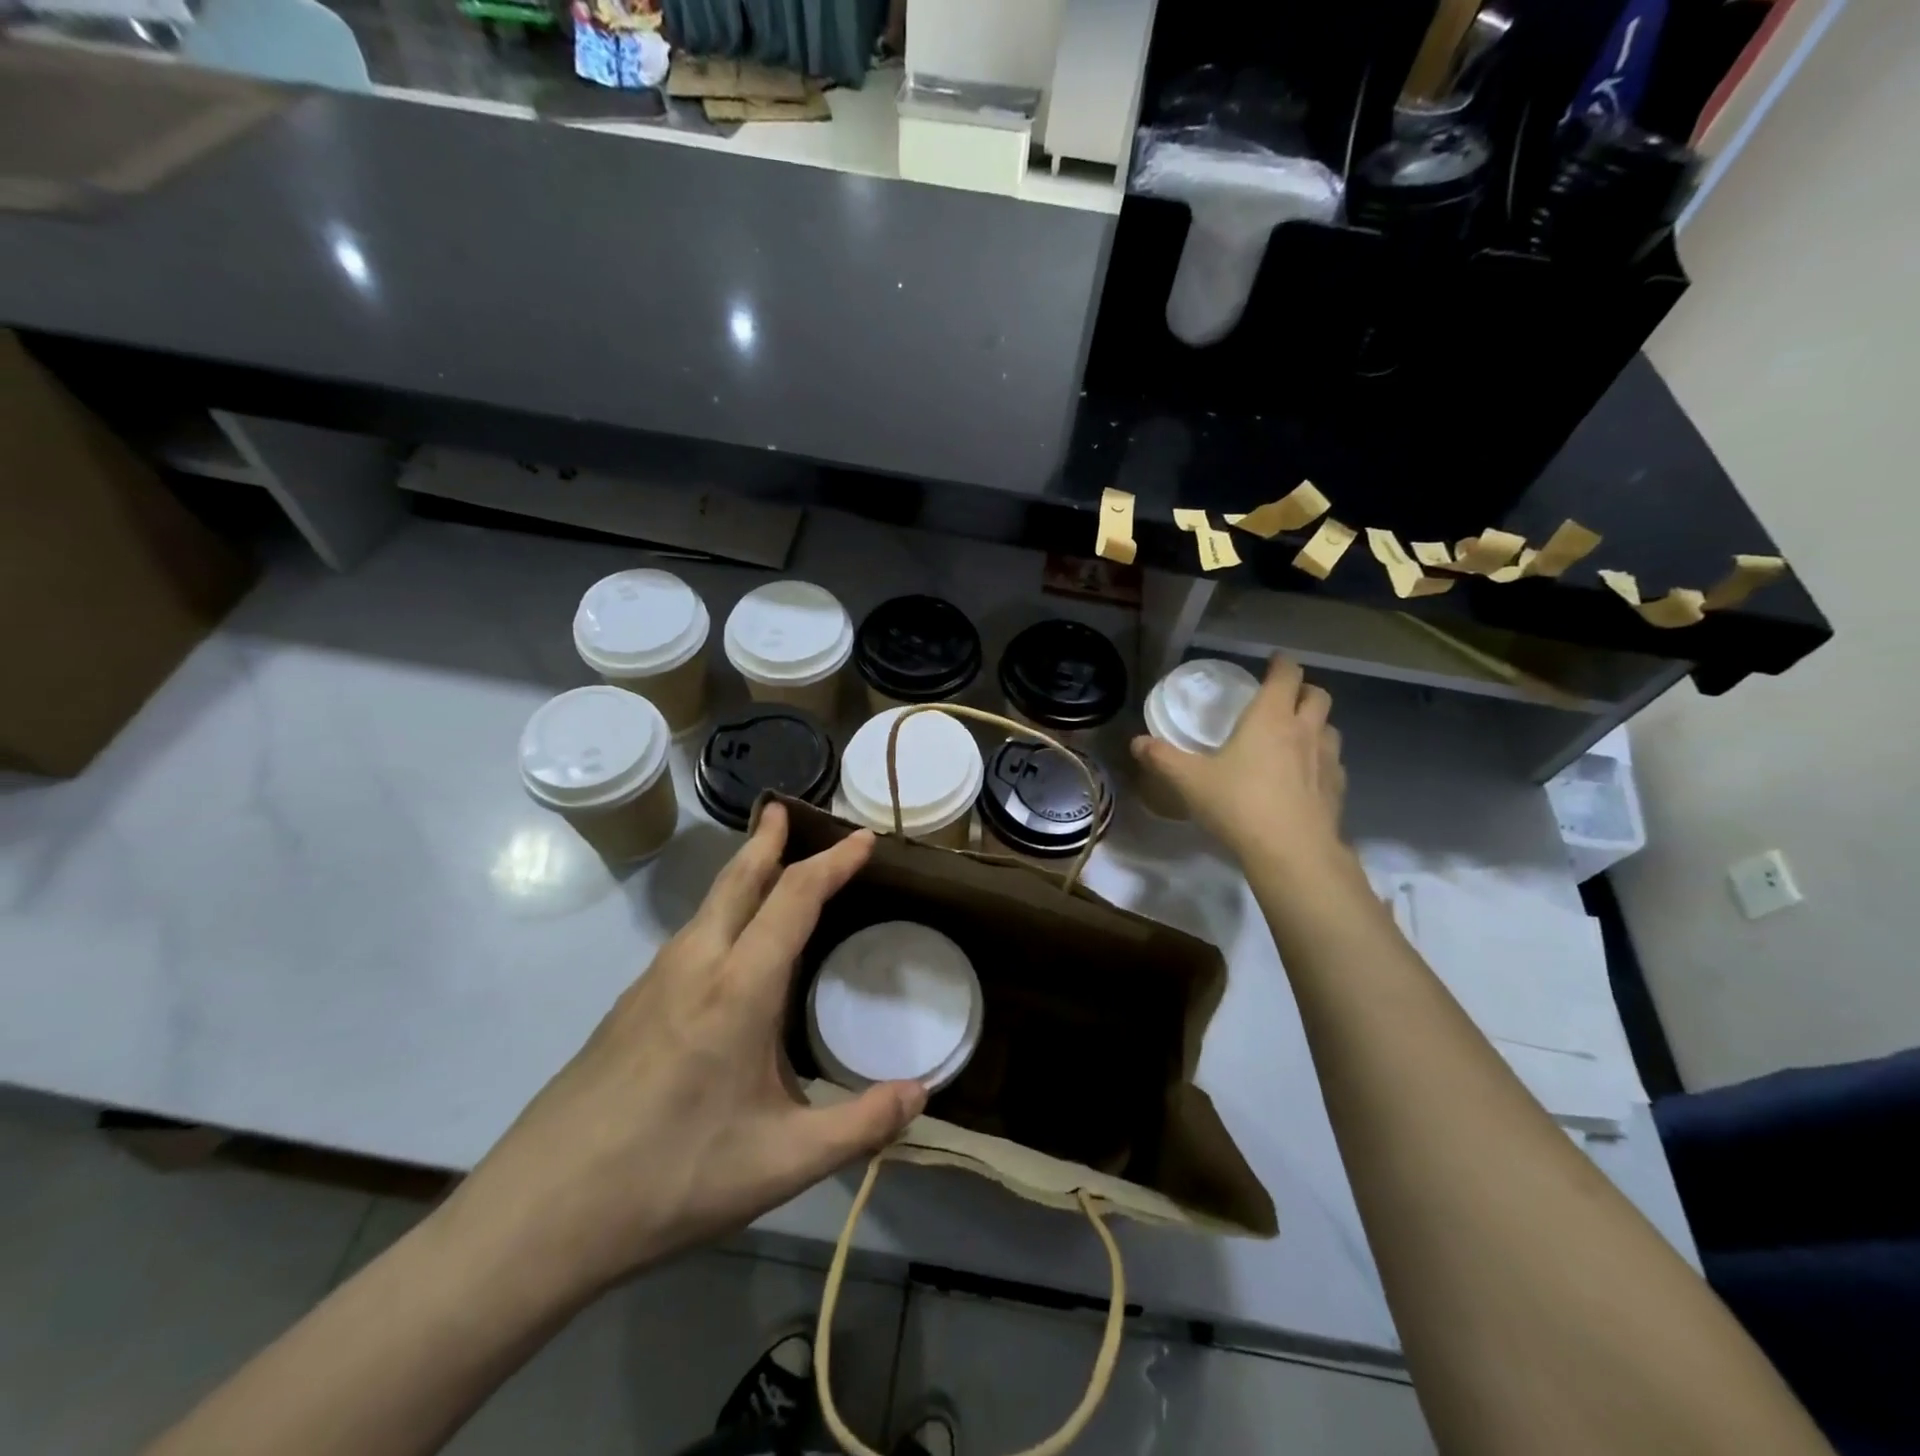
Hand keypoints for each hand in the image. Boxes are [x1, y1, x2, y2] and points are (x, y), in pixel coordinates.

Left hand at [443, 804, 926, 1303]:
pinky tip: (725, 946)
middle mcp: (694, 964)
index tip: (863, 838)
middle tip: (785, 808)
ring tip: (766, 865)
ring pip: (708, 905)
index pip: (795, 898)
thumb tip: (923, 1094)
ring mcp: (653, 981)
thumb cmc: (671, 1178)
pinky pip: (689, 935)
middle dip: (767, 839)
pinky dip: (721, 911)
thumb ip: (860, 1126)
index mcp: (738, 987)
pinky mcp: (629, 1005)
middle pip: (737, 879)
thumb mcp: (782, 1163)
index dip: (833, 862)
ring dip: (742, 873)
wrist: (538, 1213)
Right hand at [1132, 655, 1347, 862]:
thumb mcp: (1190, 781)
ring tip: (1296, 736)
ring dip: (1316, 724)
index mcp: (1270, 718)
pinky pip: (1334, 763)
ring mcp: (1327, 760)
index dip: (1281, 664)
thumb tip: (1137, 742)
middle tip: (1283, 698)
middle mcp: (1304, 730)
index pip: (1286, 675)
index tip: (1273, 661)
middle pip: (1317, 695)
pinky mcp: (1337, 789)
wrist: (1292, 851)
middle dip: (1303, 690)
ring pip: (1330, 728)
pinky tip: (1305, 777)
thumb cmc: (1239, 804)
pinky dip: (1322, 761)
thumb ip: (1163, 758)